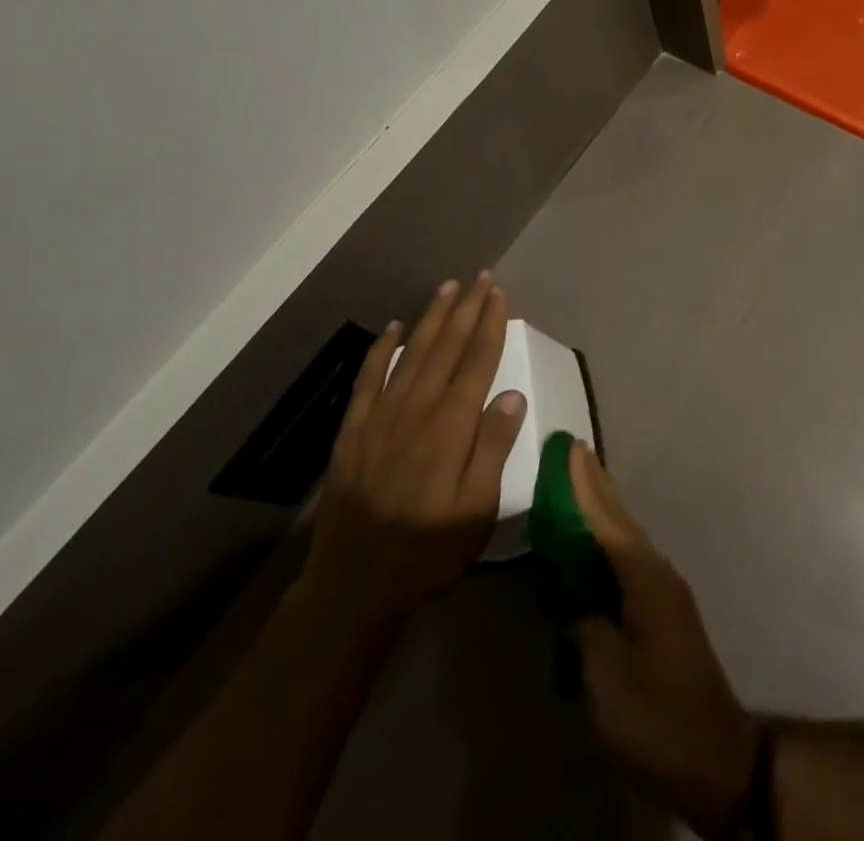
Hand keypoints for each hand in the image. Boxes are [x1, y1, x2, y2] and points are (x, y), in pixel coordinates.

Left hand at [303, 275, 527, 625]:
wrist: (352, 587)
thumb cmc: (427, 551)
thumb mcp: (476, 510)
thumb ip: (493, 448)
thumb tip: (511, 394)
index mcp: (450, 426)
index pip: (477, 361)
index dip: (490, 325)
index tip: (500, 294)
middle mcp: (416, 410)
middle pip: (446, 348)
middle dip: (466, 309)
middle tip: (481, 277)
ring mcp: (380, 418)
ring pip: (411, 354)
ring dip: (431, 318)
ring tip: (447, 288)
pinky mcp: (353, 432)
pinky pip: (368, 379)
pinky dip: (380, 350)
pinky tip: (392, 328)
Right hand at [571, 442, 759, 839]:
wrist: (714, 756)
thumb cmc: (658, 715)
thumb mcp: (608, 679)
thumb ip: (586, 630)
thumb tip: (576, 604)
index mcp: (645, 579)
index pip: (608, 521)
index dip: (586, 487)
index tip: (572, 449)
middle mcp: (658, 573)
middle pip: (621, 520)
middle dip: (597, 486)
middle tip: (575, 452)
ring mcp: (664, 591)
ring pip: (627, 537)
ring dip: (603, 510)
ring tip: (580, 485)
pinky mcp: (662, 612)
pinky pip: (629, 560)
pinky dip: (608, 541)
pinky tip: (596, 545)